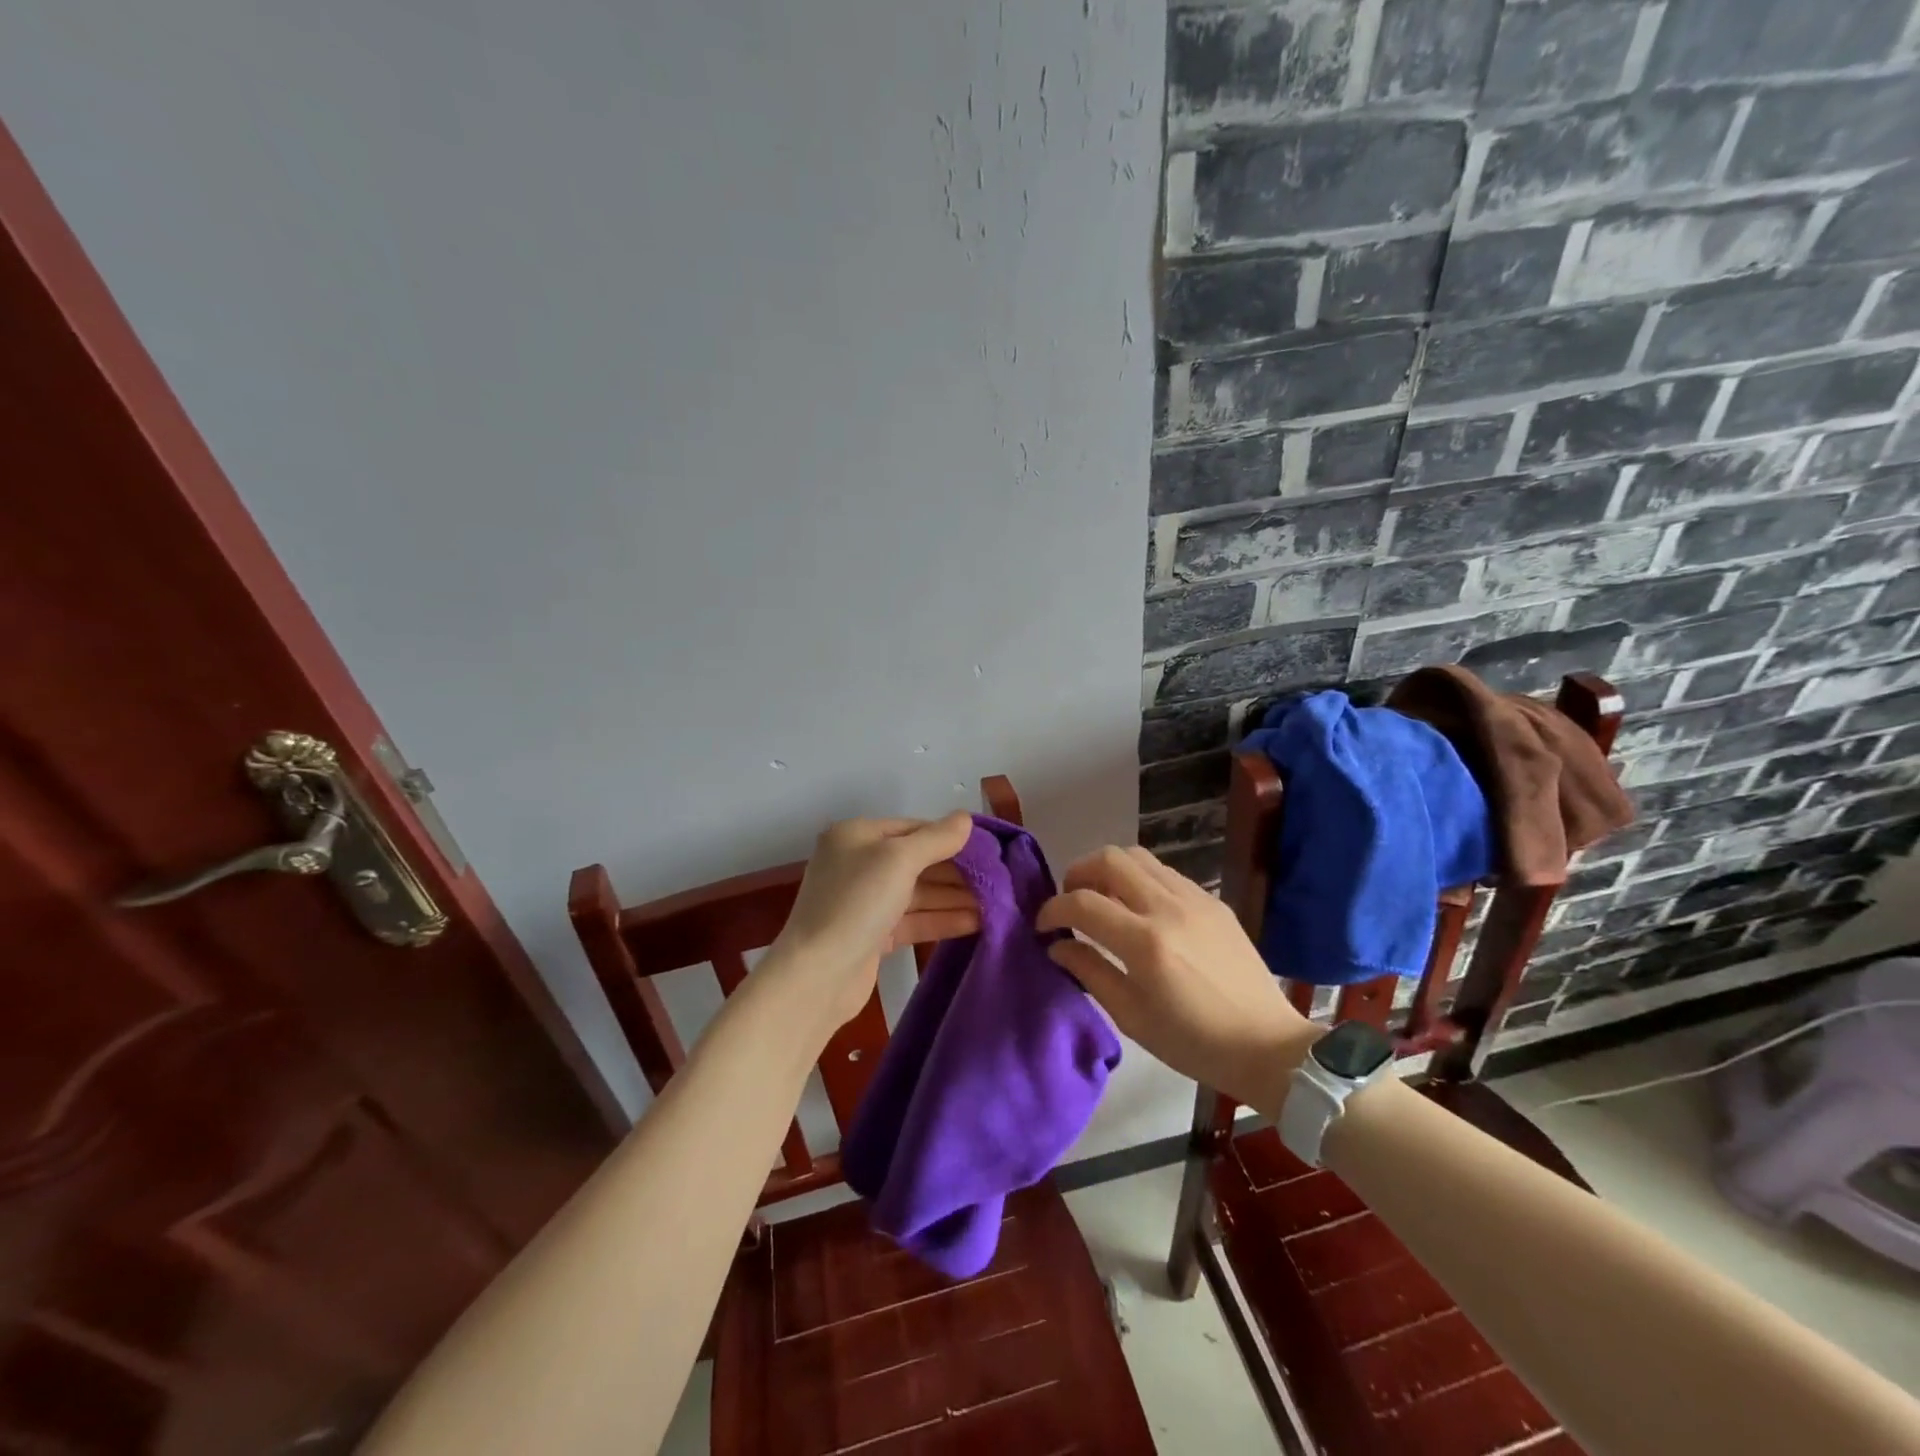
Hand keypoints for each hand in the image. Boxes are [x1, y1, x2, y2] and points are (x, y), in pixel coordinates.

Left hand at [765, 813, 978, 1030]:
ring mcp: (866, 901)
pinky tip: (977, 922)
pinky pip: (915, 919)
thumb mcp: (898, 860)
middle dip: (958, 871)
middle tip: (1000, 879)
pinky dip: (943, 919)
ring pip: (919, 893)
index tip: (991, 849)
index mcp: (857, 836)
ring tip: (998, 903)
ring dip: (956, 897)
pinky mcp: (874, 935)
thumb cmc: (857, 904)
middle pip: (918, 861)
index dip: (952, 837)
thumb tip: (966, 819)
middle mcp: (859, 863)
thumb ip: (936, 838)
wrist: (817, 976)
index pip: (914, 828)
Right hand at [1037, 845, 1313, 1115]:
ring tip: (1103, 900)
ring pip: (1138, 856)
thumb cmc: (1193, 1043)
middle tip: (1071, 902)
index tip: (1044, 925)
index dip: (1053, 908)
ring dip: (1109, 871)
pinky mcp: (1213, 901)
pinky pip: (1165, 872)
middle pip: (1109, 858)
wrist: (1267, 1046)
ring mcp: (1195, 898)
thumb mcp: (1131, 1017)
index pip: (1083, 902)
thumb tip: (1057, 944)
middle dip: (1078, 873)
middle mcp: (1168, 907)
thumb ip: (1089, 971)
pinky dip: (1140, 879)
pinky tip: (1140, 910)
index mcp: (1145, 942)